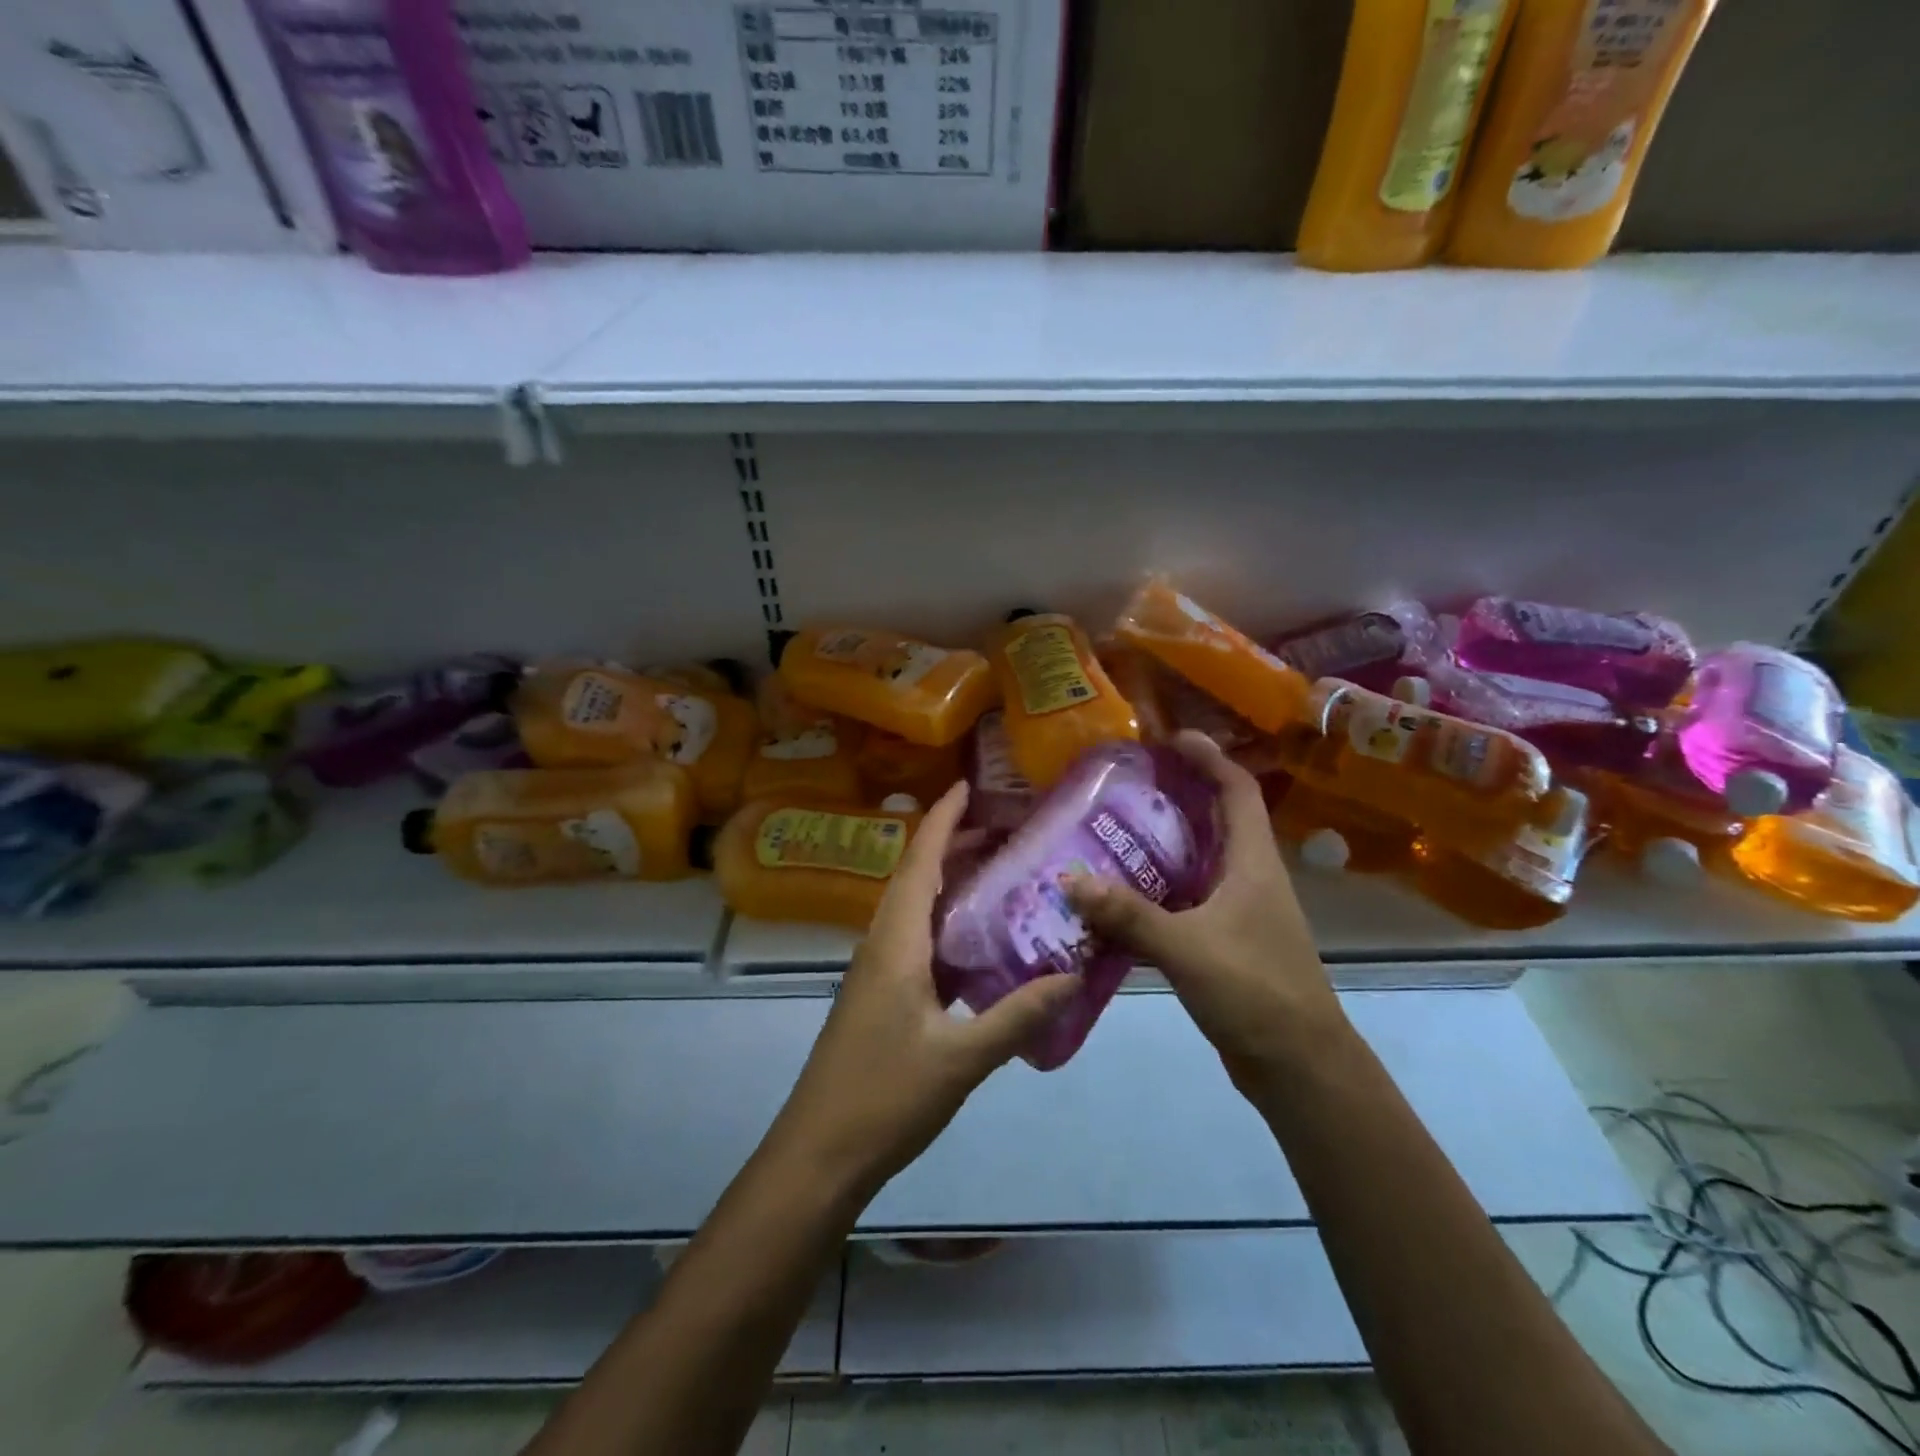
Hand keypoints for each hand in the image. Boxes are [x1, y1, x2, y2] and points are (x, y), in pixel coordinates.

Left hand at [765, 781, 1079, 1200]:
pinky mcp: (878, 996)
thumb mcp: (961, 1058)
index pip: (920, 862)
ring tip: (998, 873)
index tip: (967, 785)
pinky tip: (977, 941)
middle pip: (916, 877)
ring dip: (948, 883)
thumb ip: (1018, 1015)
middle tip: (1004, 831)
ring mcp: (875, 971)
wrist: (819, 1154)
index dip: (942, 820)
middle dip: (953, 845)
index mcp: (896, 942)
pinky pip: (914, 939)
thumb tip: (1074, 976)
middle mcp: (881, 944)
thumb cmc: (885, 1097)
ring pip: (913, 908)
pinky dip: (944, 923)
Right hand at [1067, 731, 1344, 1097]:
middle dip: (1176, 796)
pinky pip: (1184, 904)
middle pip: (1215, 821)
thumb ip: (1128, 914)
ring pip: (1196, 864)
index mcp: (1252, 863)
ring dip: (1160, 848)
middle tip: (1124, 786)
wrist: (1299, 1066)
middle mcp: (1248, 878)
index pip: (1236, 790)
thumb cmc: (1255, 990)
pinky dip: (1154, 895)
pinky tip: (1116, 903)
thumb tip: (1069, 879)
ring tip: (1109, 835)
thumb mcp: (1187, 947)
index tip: (1171, 737)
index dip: (1209, 757)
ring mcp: (1239, 913)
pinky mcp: (1224, 945)